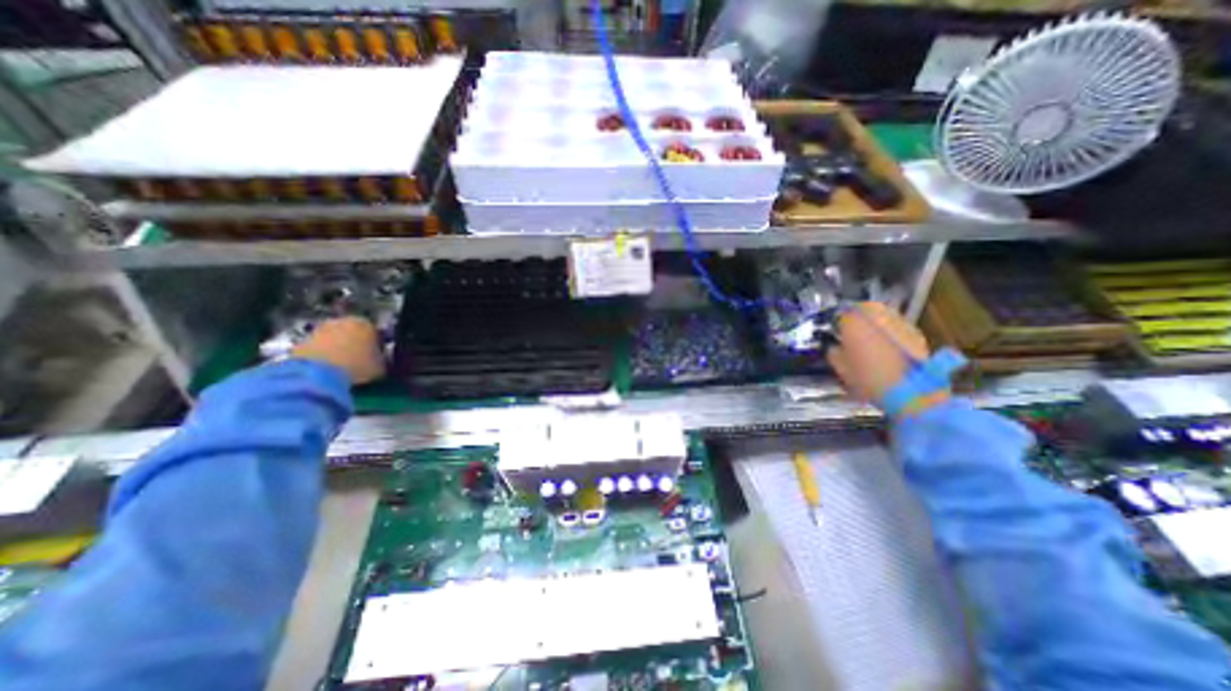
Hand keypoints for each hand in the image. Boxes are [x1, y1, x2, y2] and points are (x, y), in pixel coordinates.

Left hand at [292, 316, 382, 384]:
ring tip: (342, 369)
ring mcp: (318, 330)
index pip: (375, 332)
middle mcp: (342, 321)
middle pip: (351, 333)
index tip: (377, 358)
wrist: (318, 375)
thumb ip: (382, 360)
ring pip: (333, 340)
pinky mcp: (300, 343)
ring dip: (337, 351)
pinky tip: (327, 372)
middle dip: (354, 345)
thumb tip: (380, 361)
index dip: (377, 346)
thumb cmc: (358, 367)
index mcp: (366, 323)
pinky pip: (317, 350)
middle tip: (359, 362)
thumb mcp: (381, 366)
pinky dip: (322, 358)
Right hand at [825, 300, 933, 405]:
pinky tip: (888, 346)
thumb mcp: (841, 369)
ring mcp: (900, 323)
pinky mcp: (917, 334)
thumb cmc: (869, 379)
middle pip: (866, 307)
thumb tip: (834, 347)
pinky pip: (898, 325)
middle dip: (859, 315)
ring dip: (876, 321)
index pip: (842, 313)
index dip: (839, 322)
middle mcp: (879, 316)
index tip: (836, 332)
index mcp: (855, 322)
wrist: (911, 393)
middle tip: (853, 330)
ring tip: (871, 337)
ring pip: (884, 314)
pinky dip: (891, 331)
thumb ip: (834, 353)